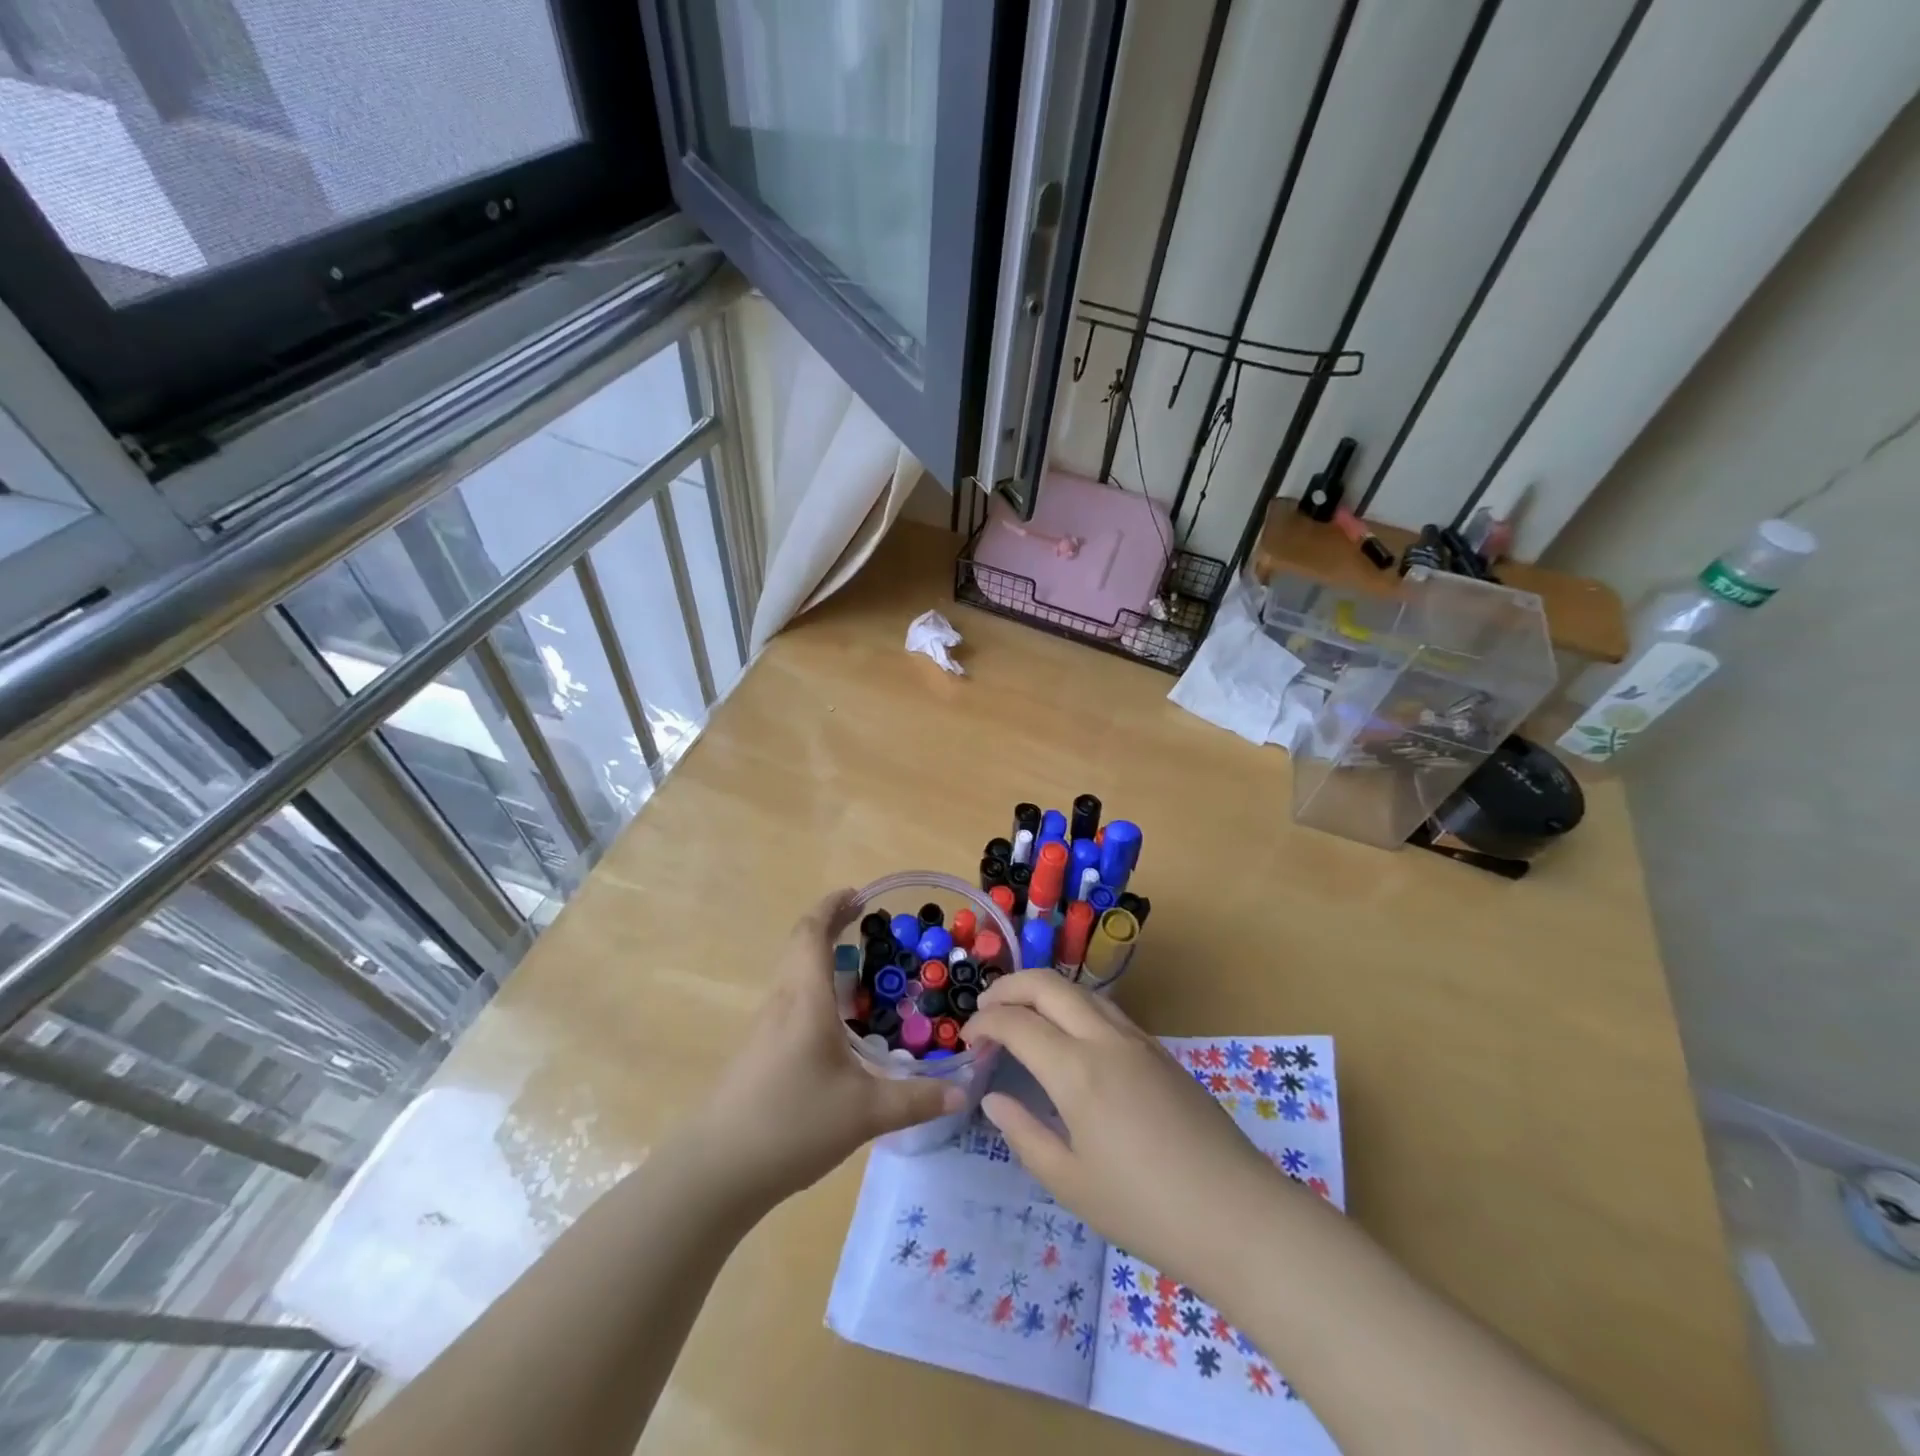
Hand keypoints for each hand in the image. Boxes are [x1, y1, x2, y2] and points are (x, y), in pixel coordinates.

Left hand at [694, 890, 961, 1202]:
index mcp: (806, 999)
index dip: (832, 907)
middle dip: (830, 926)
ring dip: (820, 957)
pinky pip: (789, 1000)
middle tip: (865, 923)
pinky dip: (813, 988)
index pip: (812, 933)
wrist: (716, 1169)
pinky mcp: (757, 1051)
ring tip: (857, 968)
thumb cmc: (792, 1123)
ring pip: (792, 973)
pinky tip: (834, 1021)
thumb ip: (916, 1099)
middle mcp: (782, 1002)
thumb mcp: (865, 1113)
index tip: (858, 895)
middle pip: (800, 946)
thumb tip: (963, 1092)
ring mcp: (765, 1027)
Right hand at [967, 971, 1289, 1284]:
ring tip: (1022, 1014)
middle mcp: (1105, 1039)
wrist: (1237, 1215)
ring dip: (1044, 991)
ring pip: (1081, 991)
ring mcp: (1138, 1040)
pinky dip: (1074, 1006)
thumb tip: (995, 1099)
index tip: (966, 1040)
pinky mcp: (1161, 1051)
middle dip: (1009, 987)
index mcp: (1077, 1070)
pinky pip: (1106, 1010)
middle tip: (985, 1009)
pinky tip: (1068, 1037)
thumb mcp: (1071, 1183)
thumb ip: (1025, 1134)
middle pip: (1049, 985)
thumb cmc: (1146, 1209)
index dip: (985, 1023)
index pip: (1017, 1023)